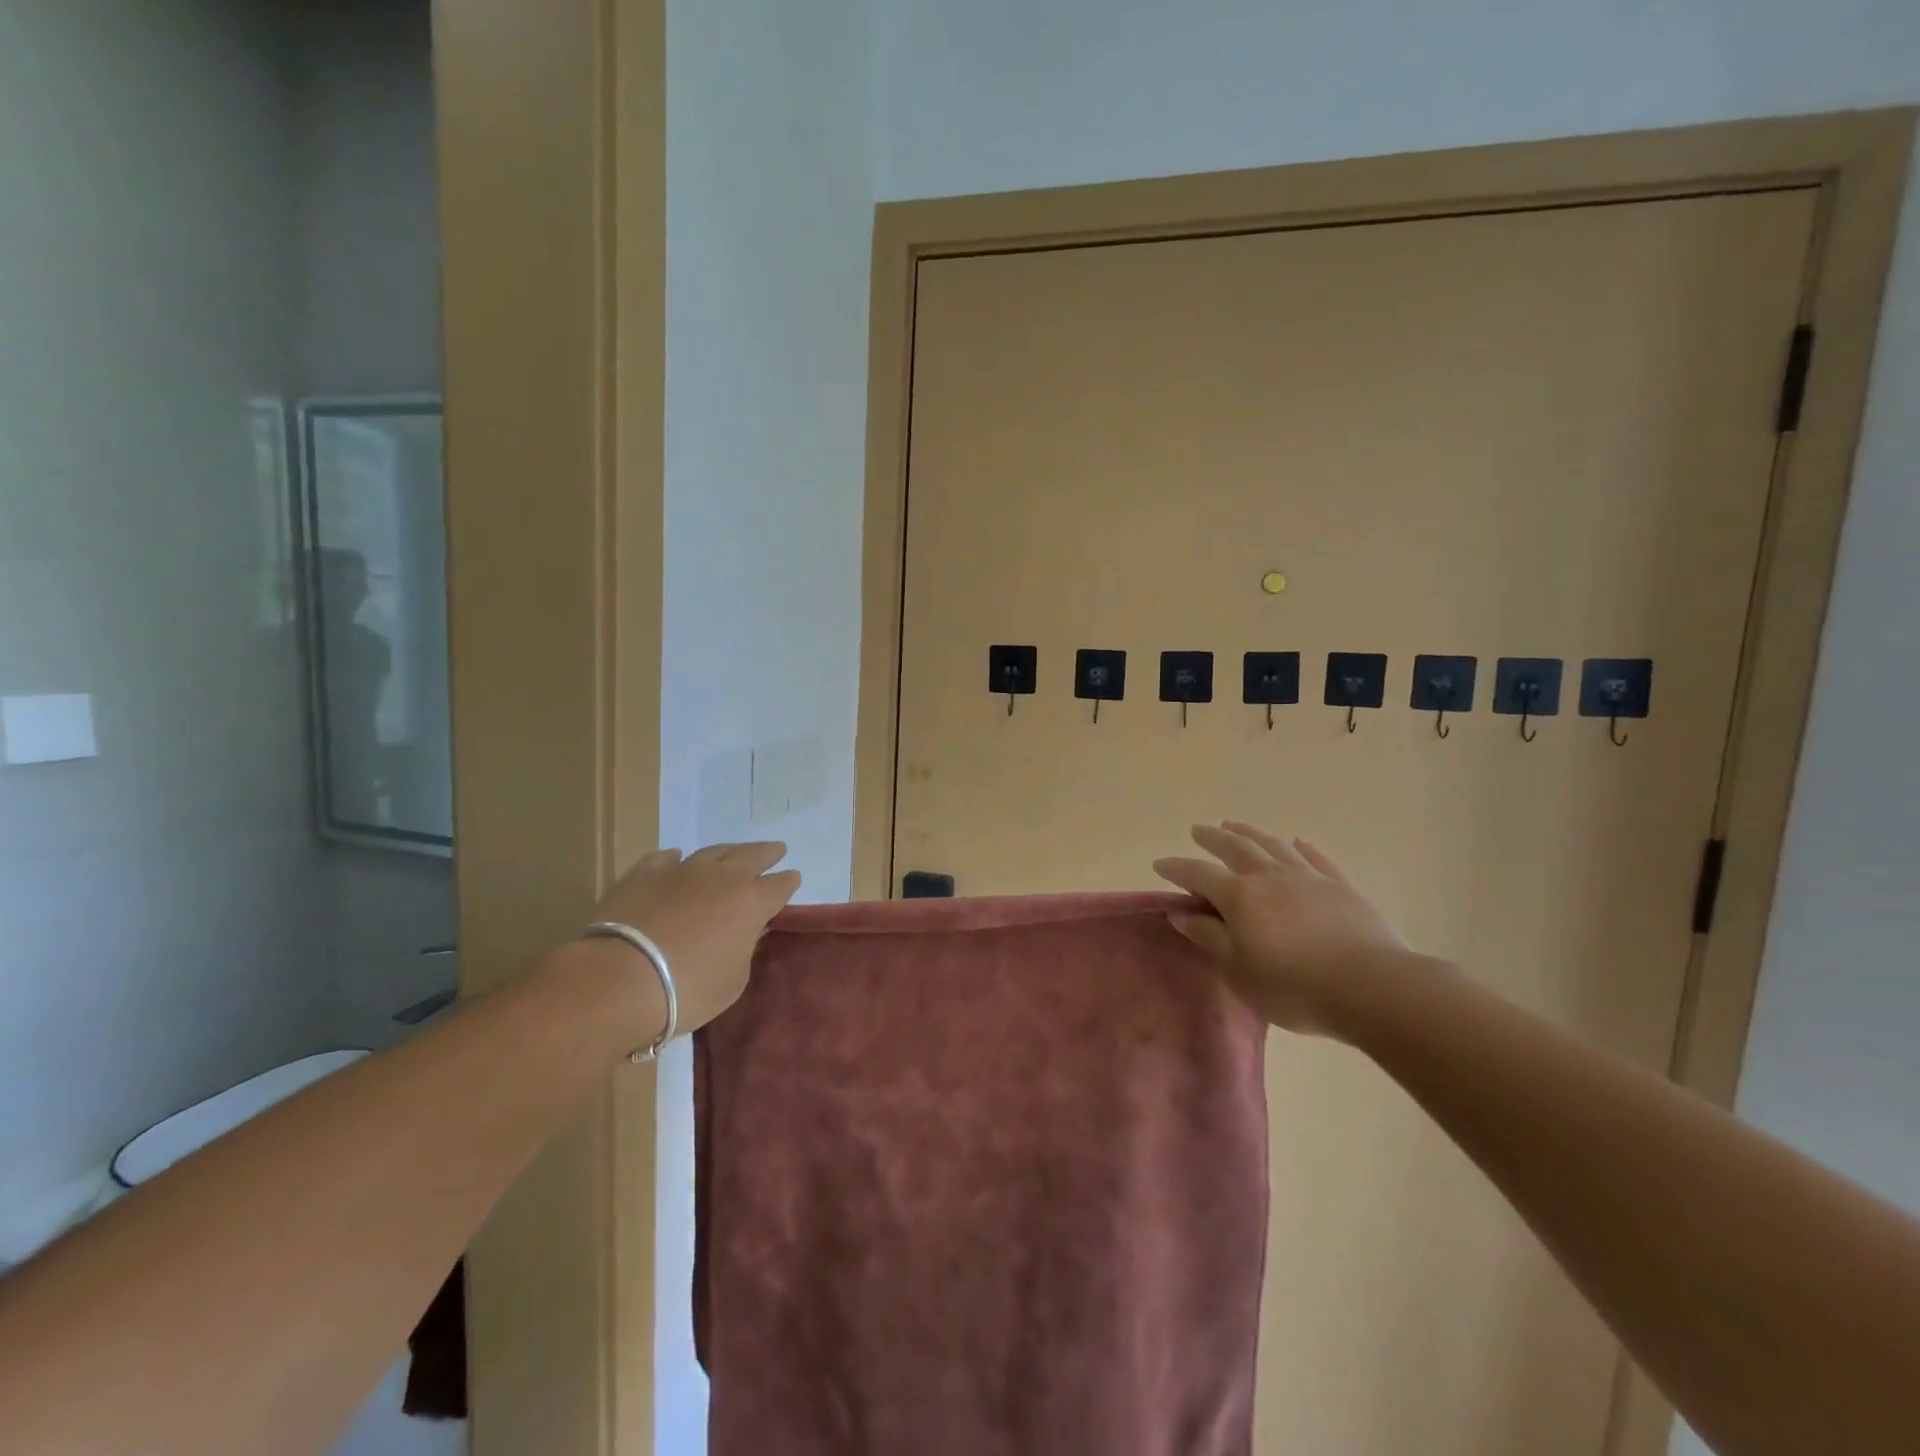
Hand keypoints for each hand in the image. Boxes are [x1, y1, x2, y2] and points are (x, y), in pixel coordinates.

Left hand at [592, 842, 801, 1034]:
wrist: (620, 979)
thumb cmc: (688, 989)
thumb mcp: (732, 981)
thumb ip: (745, 949)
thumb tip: (749, 930)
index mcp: (752, 902)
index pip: (780, 885)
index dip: (788, 883)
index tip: (792, 879)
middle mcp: (722, 877)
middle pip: (752, 855)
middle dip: (767, 853)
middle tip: (777, 849)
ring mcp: (682, 870)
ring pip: (714, 851)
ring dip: (729, 851)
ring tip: (734, 852)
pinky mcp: (644, 873)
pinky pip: (667, 858)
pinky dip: (676, 859)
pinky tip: (677, 859)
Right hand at [1154, 821, 1417, 1038]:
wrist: (1371, 988)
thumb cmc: (1293, 987)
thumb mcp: (1238, 971)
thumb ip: (1209, 938)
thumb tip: (1180, 913)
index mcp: (1240, 897)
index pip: (1199, 874)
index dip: (1177, 868)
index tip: (1160, 864)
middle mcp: (1270, 877)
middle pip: (1236, 848)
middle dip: (1213, 838)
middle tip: (1199, 831)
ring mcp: (1308, 877)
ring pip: (1273, 845)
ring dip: (1250, 833)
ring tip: (1235, 825)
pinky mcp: (1341, 886)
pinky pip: (1316, 858)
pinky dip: (1302, 847)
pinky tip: (1297, 841)